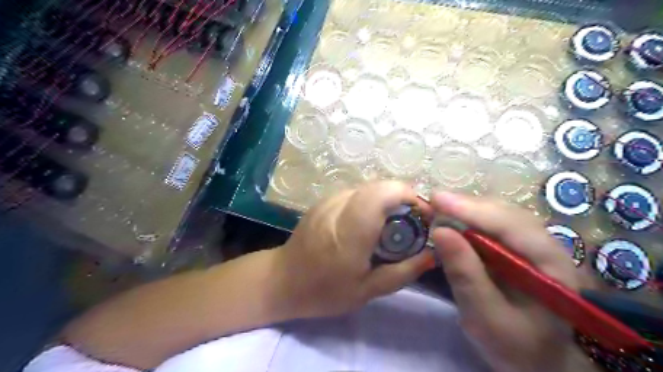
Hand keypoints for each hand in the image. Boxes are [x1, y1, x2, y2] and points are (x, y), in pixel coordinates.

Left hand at [278, 180, 438, 315]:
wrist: (282, 280)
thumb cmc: (324, 291)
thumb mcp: (367, 291)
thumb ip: (403, 272)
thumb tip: (432, 254)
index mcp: (349, 233)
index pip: (382, 194)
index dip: (409, 196)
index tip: (423, 215)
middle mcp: (338, 208)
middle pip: (379, 186)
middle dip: (403, 197)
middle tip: (413, 221)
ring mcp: (327, 201)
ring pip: (368, 186)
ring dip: (387, 198)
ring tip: (394, 222)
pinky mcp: (323, 200)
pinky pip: (356, 192)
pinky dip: (372, 200)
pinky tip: (371, 221)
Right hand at [434, 193, 592, 371]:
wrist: (539, 360)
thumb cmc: (516, 346)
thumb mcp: (486, 317)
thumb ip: (465, 275)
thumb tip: (440, 230)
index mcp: (551, 266)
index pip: (511, 225)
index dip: (472, 209)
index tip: (437, 199)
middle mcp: (547, 246)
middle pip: (506, 213)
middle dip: (467, 206)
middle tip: (432, 202)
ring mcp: (534, 245)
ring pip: (500, 214)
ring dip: (468, 209)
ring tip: (439, 209)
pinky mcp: (519, 248)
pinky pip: (494, 225)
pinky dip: (470, 219)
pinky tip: (453, 221)